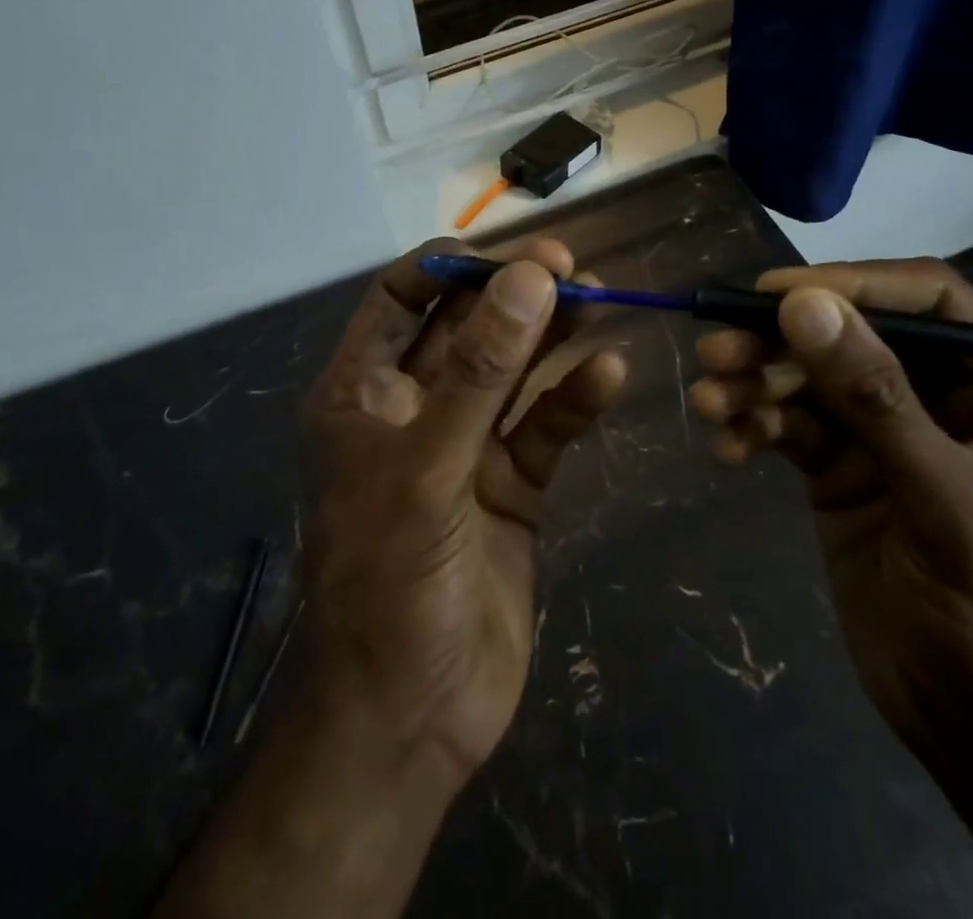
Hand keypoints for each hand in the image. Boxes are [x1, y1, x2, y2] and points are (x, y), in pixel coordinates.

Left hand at [298, 236, 626, 781]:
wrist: (413, 719)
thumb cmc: (390, 583)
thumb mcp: (428, 467)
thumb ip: (479, 372)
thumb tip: (528, 278)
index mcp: (362, 394)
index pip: (398, 300)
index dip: (445, 268)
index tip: (503, 254)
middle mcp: (413, 409)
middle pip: (465, 329)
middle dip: (511, 295)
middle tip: (568, 264)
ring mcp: (464, 447)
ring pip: (511, 373)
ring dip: (550, 337)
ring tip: (596, 300)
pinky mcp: (511, 486)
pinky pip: (544, 428)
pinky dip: (574, 400)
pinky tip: (609, 374)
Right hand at [689, 263, 972, 917]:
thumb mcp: (945, 498)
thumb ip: (874, 398)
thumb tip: (803, 305)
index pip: (933, 302)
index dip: (858, 285)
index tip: (778, 292)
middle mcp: (945, 399)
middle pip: (855, 337)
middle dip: (784, 341)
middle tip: (719, 349)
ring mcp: (886, 434)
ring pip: (810, 380)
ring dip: (755, 384)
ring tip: (708, 400)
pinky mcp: (841, 469)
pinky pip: (789, 426)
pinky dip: (754, 427)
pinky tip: (728, 445)